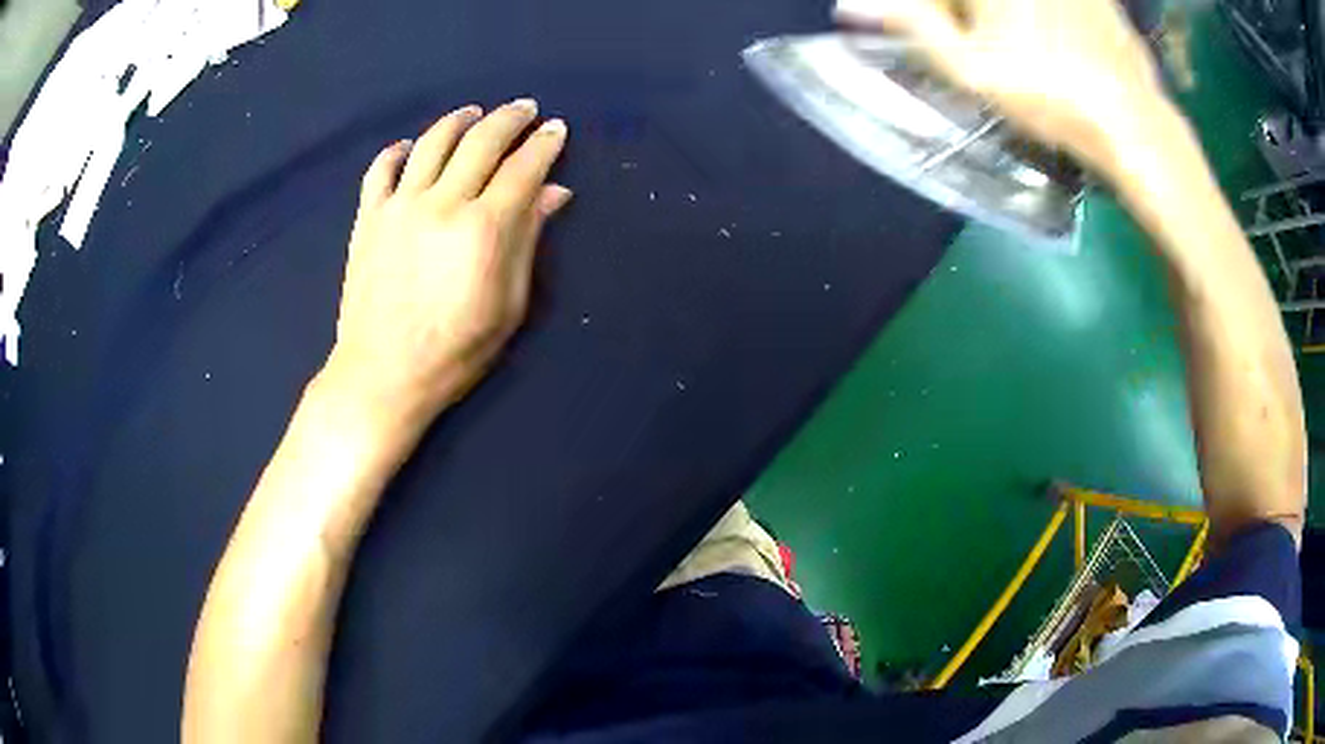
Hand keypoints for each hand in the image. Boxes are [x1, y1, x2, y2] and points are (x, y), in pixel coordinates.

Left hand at [324, 100, 571, 429]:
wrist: (383, 375)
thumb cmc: (455, 352)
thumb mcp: (508, 304)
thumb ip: (529, 240)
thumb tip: (554, 191)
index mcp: (484, 228)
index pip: (523, 168)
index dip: (545, 144)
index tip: (556, 130)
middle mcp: (442, 203)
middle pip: (482, 141)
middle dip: (510, 119)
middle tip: (525, 110)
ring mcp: (399, 206)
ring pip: (433, 142)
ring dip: (459, 120)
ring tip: (474, 112)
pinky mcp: (369, 218)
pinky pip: (381, 168)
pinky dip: (397, 150)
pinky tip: (409, 145)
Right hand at [837, 0, 1168, 175]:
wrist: (1133, 122)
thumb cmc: (1050, 96)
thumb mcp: (970, 67)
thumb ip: (911, 24)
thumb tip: (850, 5)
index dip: (931, 13)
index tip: (949, 40)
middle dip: (965, 12)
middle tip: (983, 45)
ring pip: (1015, 2)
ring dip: (1001, 16)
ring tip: (1025, 51)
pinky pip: (1049, 2)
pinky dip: (1039, 14)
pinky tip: (1053, 44)